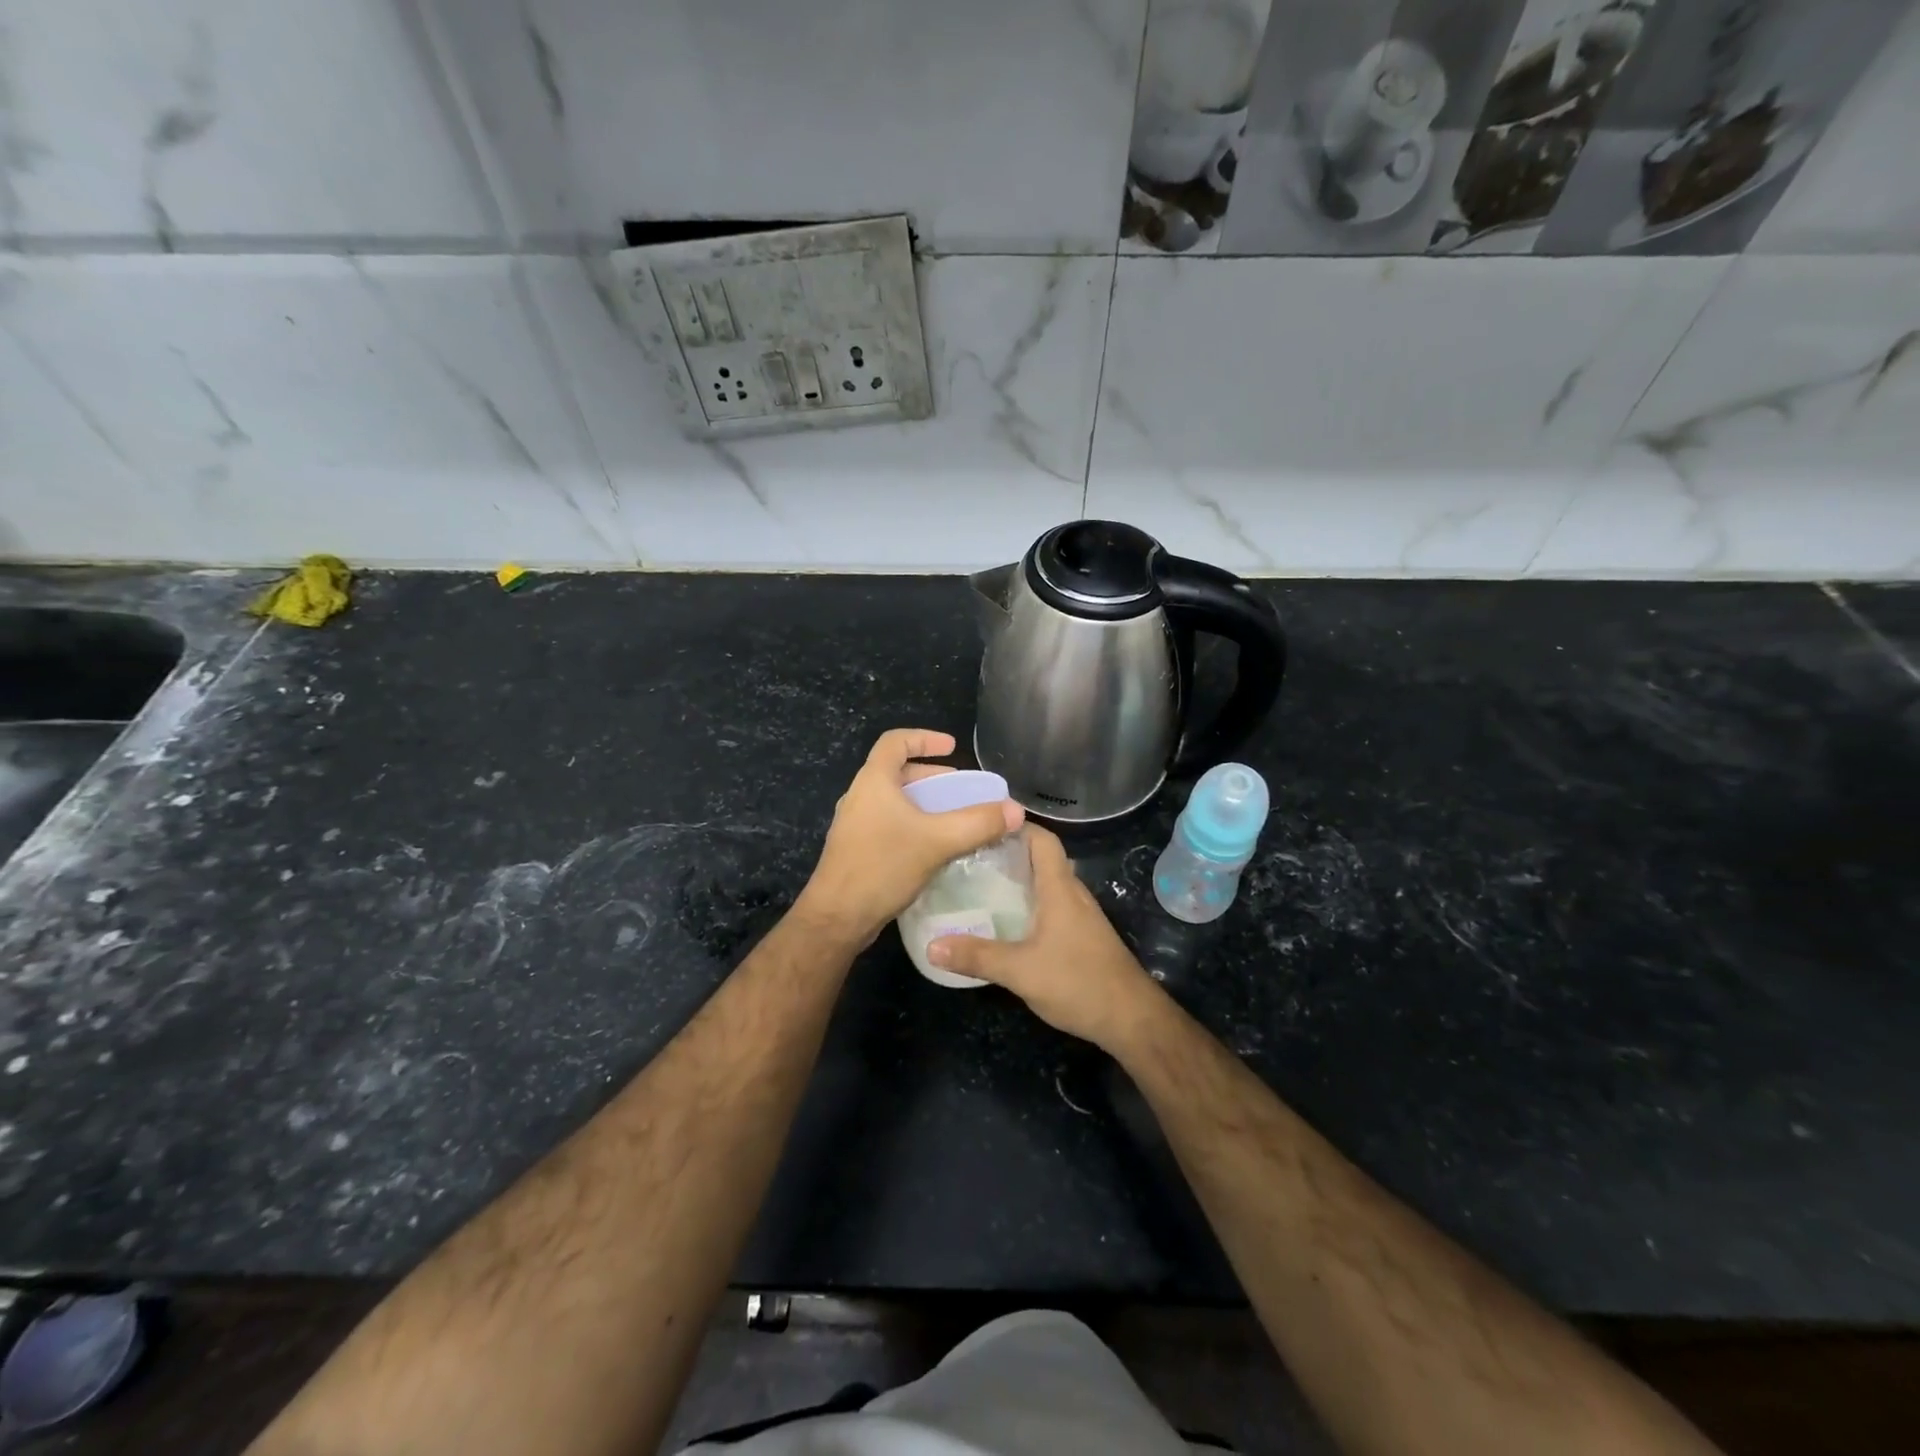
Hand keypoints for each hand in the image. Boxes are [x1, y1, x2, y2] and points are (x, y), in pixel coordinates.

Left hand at [797, 728, 1024, 945]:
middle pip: (896, 771)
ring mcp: (855, 825)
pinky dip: (914, 825)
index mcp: (873, 781)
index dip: (924, 738)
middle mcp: (860, 796)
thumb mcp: (937, 841)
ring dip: (924, 803)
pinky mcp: (857, 850)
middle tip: (961, 789)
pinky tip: (934, 848)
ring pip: (894, 801)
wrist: (837, 917)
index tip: (952, 747)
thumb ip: (978, 823)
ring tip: (953, 818)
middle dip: (931, 776)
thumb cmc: (882, 866)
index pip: (895, 741)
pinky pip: (890, 824)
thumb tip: (1016, 811)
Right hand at [929, 827, 1162, 1051]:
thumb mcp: (1021, 971)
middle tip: (970, 858)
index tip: (982, 827)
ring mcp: (1081, 916)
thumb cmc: (1079, 983)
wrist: (1132, 1019)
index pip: (1043, 840)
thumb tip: (931, 946)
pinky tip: (1008, 923)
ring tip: (980, 886)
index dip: (1017, 827)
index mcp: (1060, 889)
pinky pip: (1052, 906)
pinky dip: (1030, 904)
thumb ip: (977, 956)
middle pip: (1042, 859)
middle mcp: (1073, 894)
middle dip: (1008, 854)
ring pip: (1047, 884)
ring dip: (1019, 880)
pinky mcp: (1083, 936)